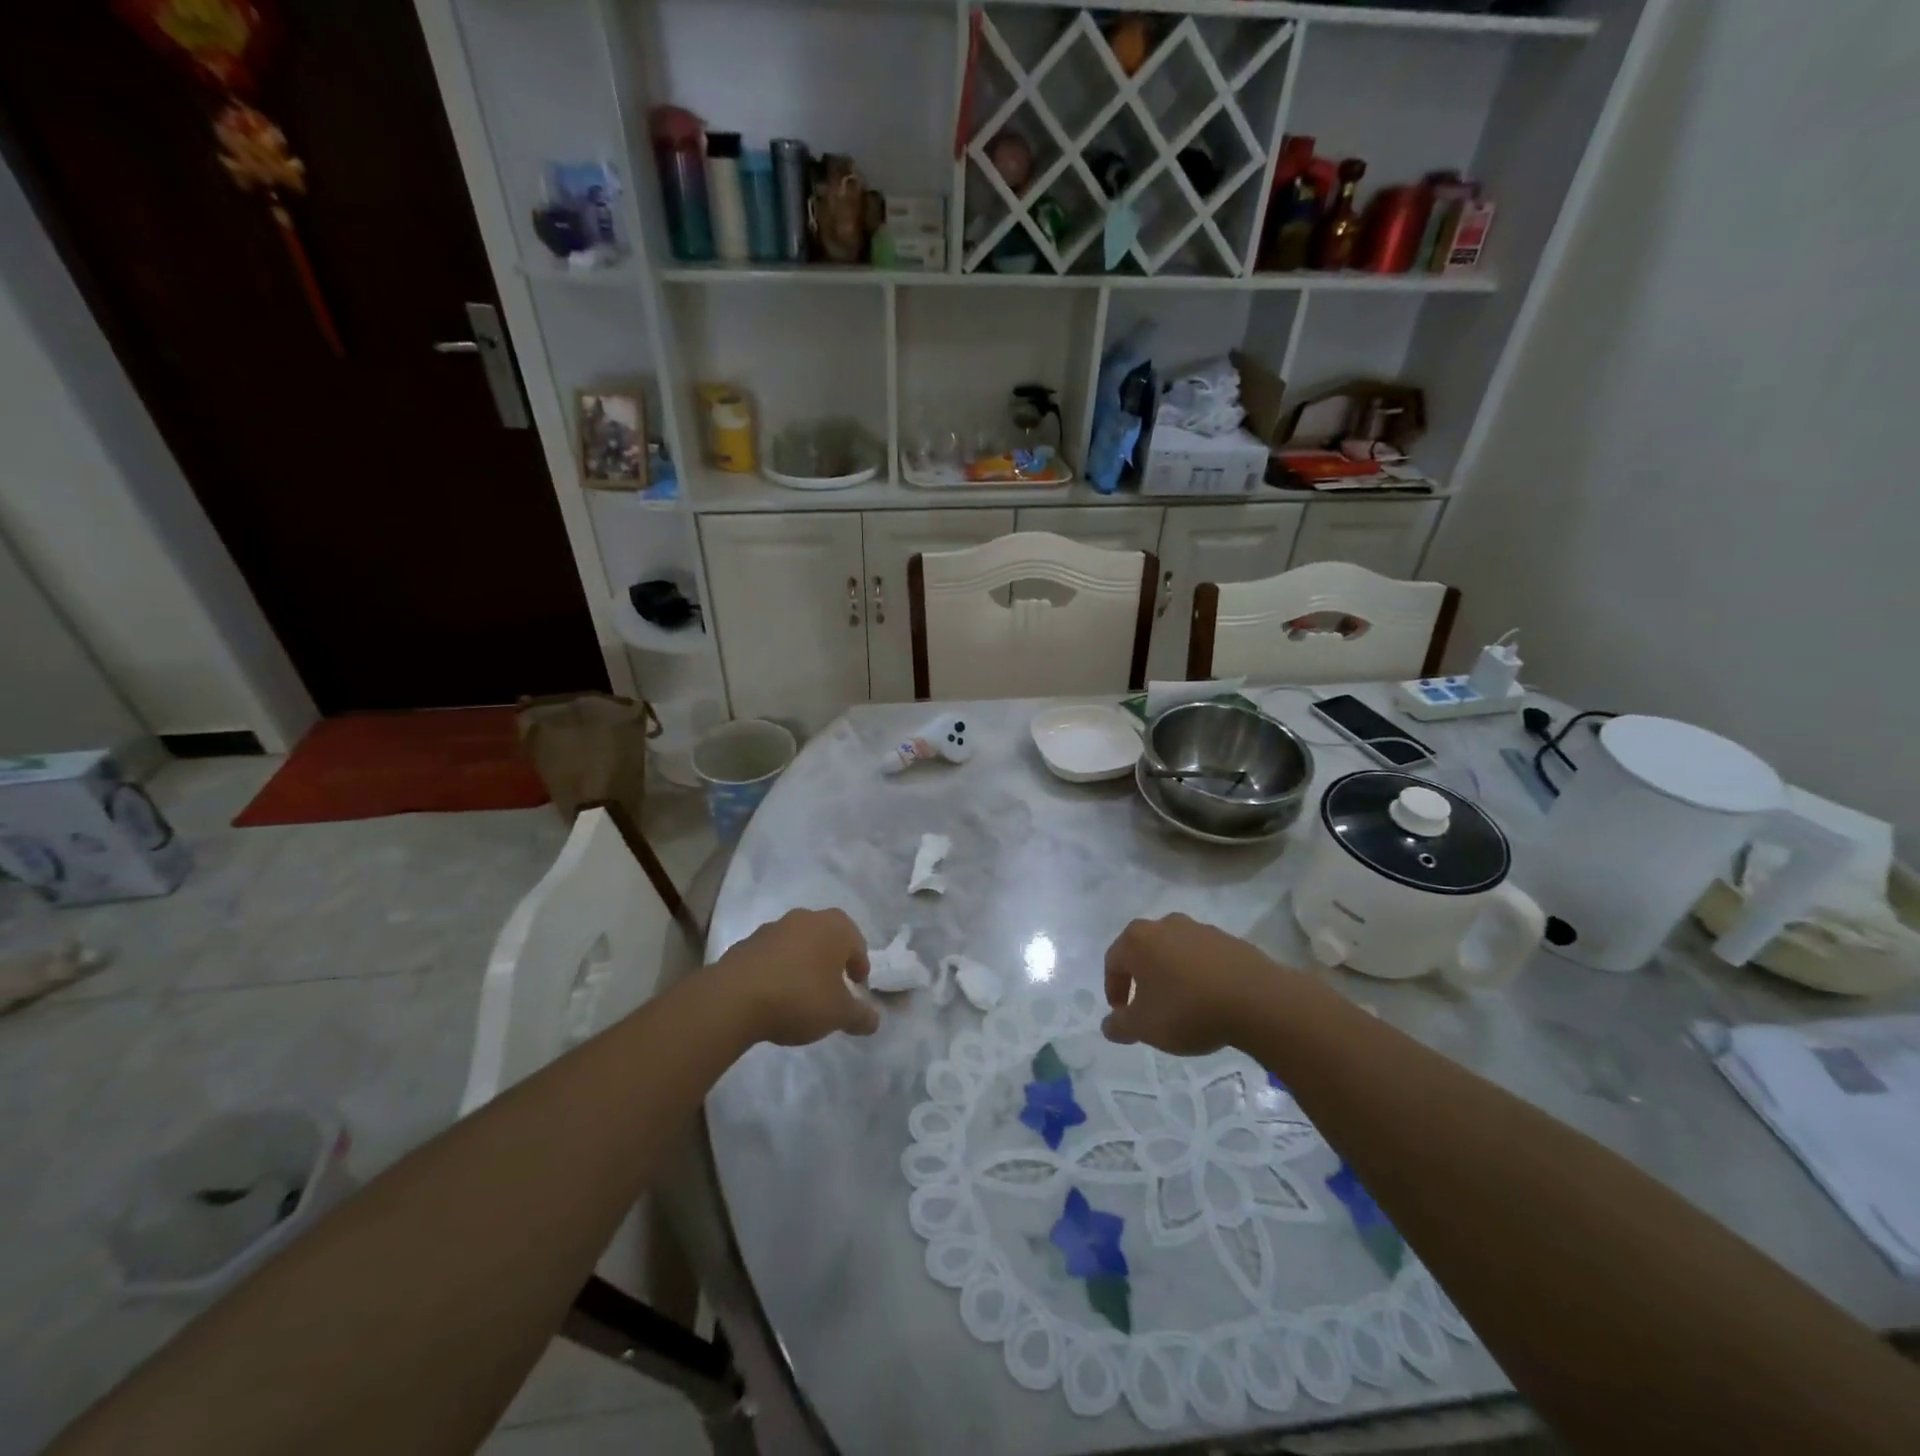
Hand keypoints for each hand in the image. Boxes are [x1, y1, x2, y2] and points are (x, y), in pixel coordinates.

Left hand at [726, 908, 878, 1044]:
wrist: (734, 998)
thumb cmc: (800, 997)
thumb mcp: (838, 1014)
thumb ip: (860, 1016)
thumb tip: (874, 1019)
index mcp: (835, 926)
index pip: (857, 943)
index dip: (859, 967)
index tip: (857, 988)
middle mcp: (806, 918)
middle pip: (827, 938)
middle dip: (831, 961)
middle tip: (832, 988)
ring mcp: (773, 928)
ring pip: (798, 944)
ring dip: (803, 963)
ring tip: (801, 994)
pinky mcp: (746, 943)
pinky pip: (772, 955)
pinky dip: (778, 969)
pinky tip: (774, 995)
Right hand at [1103, 914, 1287, 1055]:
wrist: (1256, 1000)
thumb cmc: (1188, 1009)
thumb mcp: (1145, 1027)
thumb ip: (1119, 1025)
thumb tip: (1108, 1024)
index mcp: (1138, 939)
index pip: (1113, 961)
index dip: (1114, 989)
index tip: (1122, 1013)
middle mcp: (1166, 925)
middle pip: (1144, 951)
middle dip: (1142, 978)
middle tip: (1148, 1006)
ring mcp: (1200, 929)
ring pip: (1175, 951)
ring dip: (1172, 974)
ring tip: (1181, 1004)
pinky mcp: (1229, 940)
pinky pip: (1204, 957)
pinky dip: (1199, 974)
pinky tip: (1209, 998)